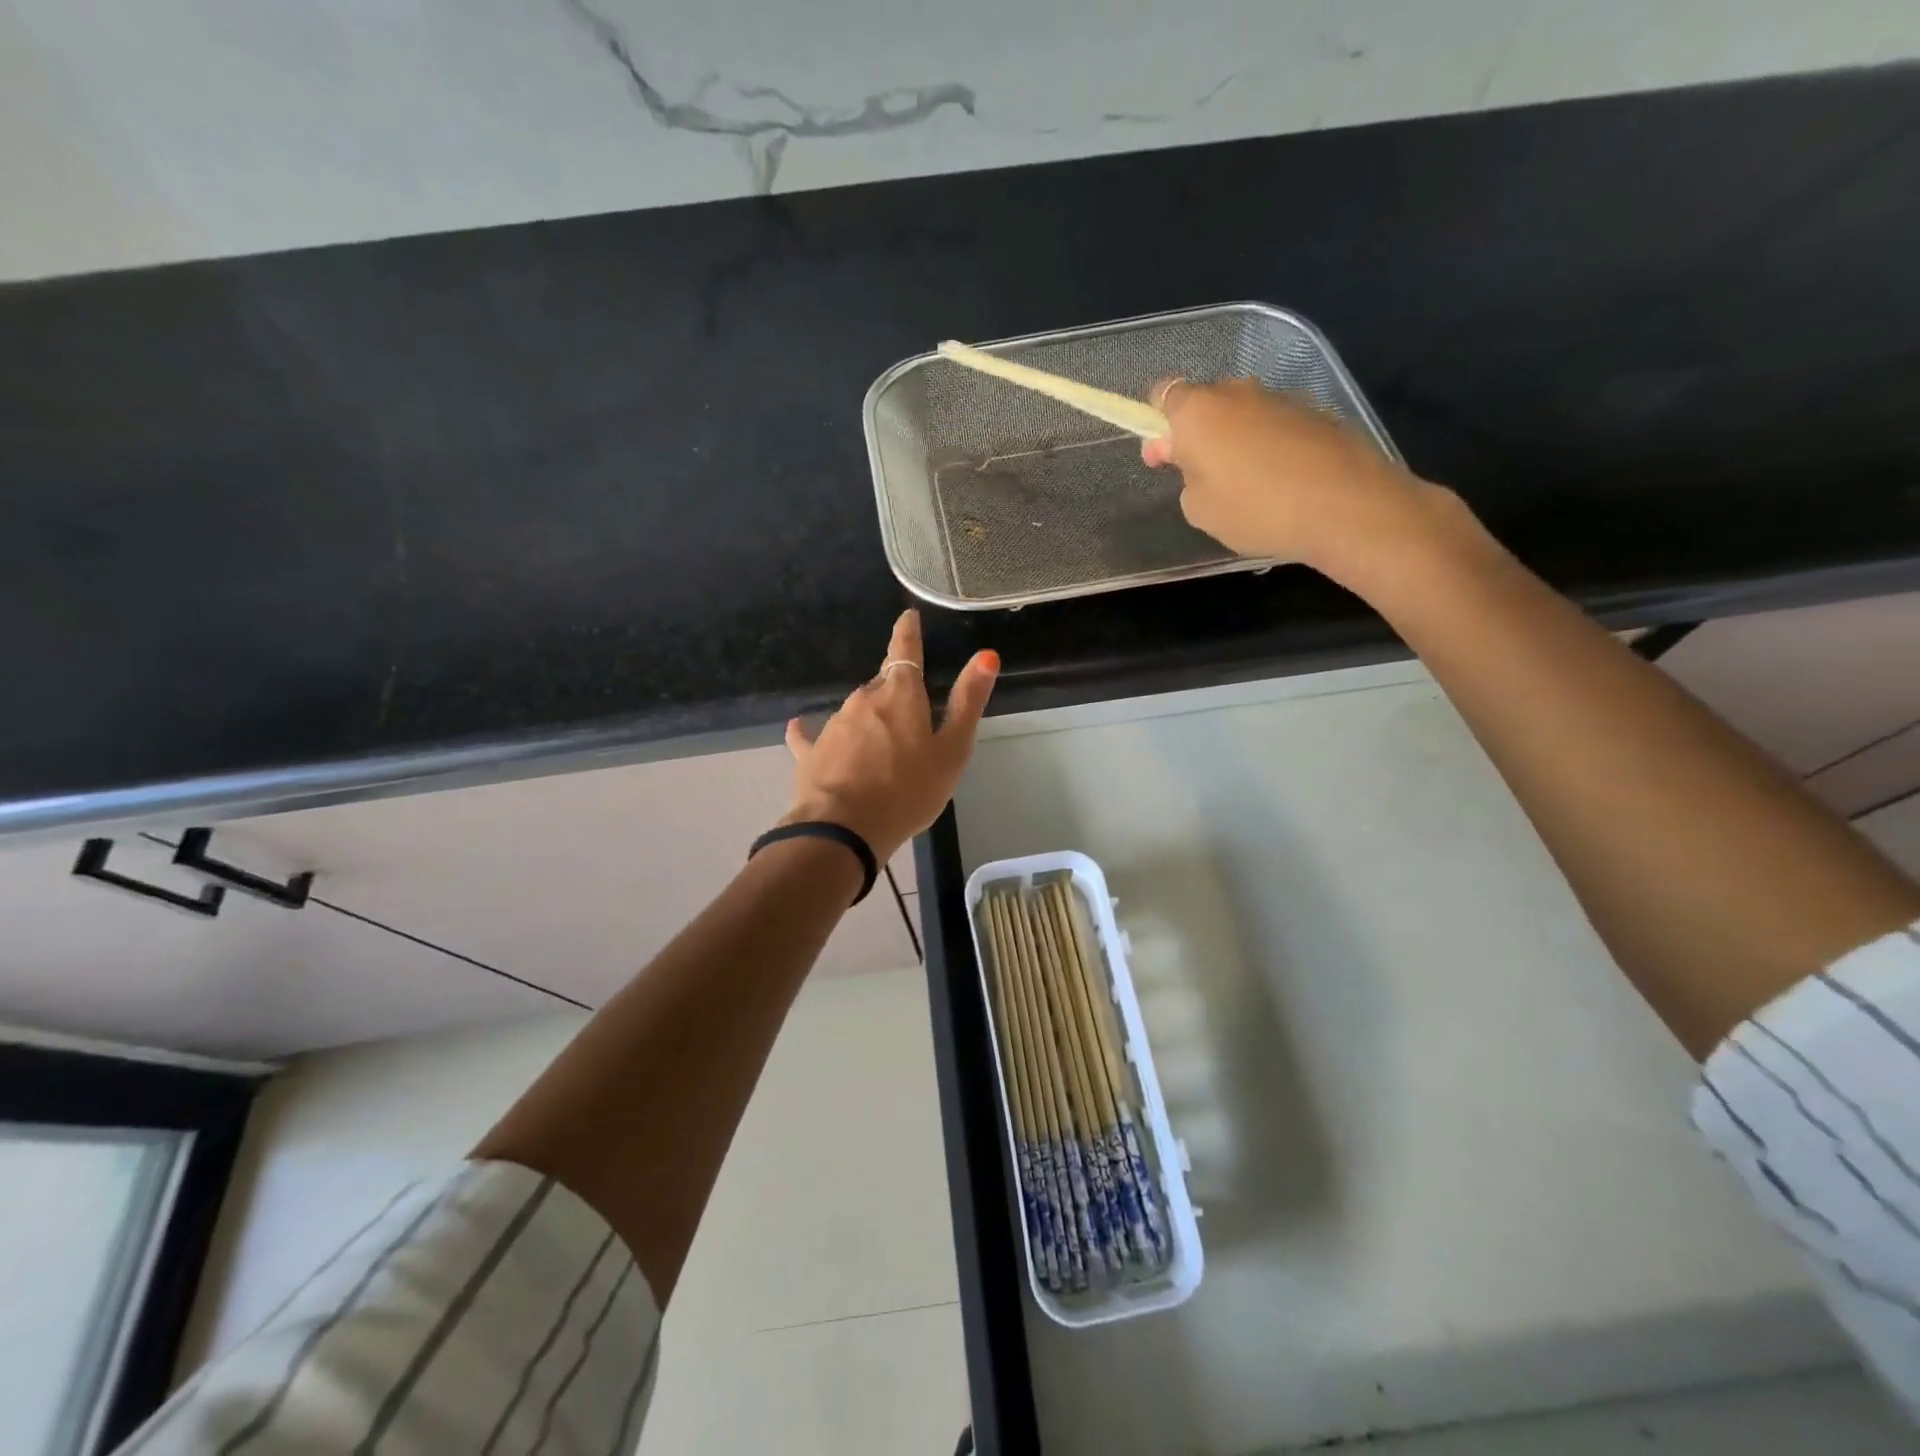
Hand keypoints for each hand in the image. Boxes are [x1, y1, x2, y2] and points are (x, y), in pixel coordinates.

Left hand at [782, 610, 998, 864]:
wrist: (845, 829)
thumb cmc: (909, 790)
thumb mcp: (952, 749)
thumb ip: (968, 701)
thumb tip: (987, 654)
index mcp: (900, 694)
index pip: (905, 650)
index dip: (908, 632)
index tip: (908, 616)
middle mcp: (864, 699)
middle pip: (882, 685)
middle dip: (895, 692)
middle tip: (911, 718)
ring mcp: (834, 724)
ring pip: (857, 712)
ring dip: (869, 721)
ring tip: (882, 750)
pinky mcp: (811, 751)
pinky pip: (814, 736)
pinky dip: (815, 733)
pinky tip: (800, 729)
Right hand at [1142, 378, 1441, 583]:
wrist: (1344, 505)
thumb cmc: (1255, 508)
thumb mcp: (1198, 509)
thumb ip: (1187, 478)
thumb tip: (1199, 465)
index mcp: (1198, 410)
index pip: (1163, 393)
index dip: (1157, 424)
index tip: (1165, 457)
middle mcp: (1238, 391)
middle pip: (1205, 403)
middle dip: (1197, 433)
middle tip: (1202, 477)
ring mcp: (1280, 397)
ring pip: (1242, 414)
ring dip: (1235, 440)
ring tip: (1247, 486)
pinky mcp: (1315, 412)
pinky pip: (1275, 425)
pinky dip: (1269, 446)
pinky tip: (1280, 482)